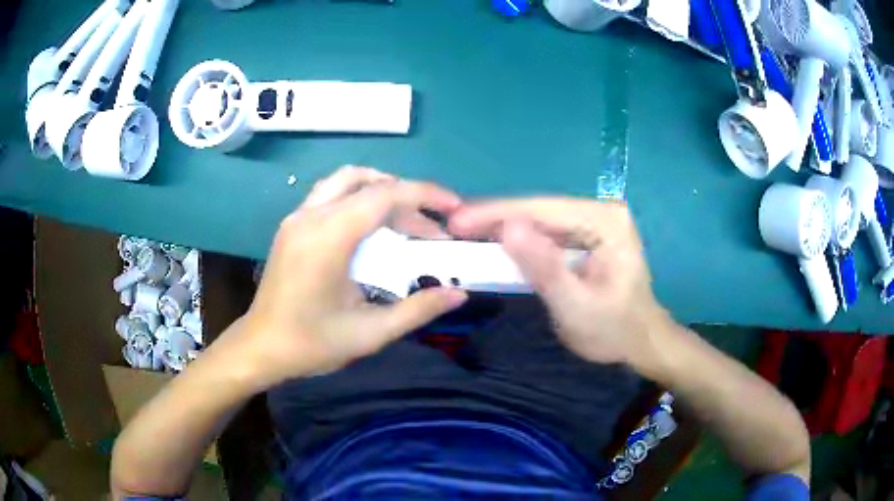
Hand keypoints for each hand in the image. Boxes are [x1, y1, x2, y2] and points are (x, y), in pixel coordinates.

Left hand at [219, 166, 467, 389]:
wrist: (261, 347)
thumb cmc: (311, 343)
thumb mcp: (370, 333)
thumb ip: (417, 310)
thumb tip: (459, 294)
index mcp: (328, 238)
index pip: (384, 195)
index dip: (425, 195)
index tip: (454, 207)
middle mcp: (310, 216)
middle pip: (367, 180)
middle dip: (406, 196)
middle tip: (429, 227)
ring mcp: (297, 217)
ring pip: (345, 180)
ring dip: (380, 190)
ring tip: (405, 220)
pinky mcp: (292, 224)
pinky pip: (331, 194)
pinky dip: (359, 198)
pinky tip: (372, 229)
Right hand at [449, 198, 673, 368]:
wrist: (639, 341)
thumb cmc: (613, 331)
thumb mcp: (576, 307)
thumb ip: (544, 268)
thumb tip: (507, 228)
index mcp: (606, 221)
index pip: (544, 209)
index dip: (497, 213)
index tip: (457, 221)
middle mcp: (602, 211)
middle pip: (541, 210)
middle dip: (497, 218)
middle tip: (455, 228)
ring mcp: (597, 220)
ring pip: (542, 218)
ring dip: (505, 227)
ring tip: (467, 233)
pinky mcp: (590, 233)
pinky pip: (549, 231)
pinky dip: (522, 239)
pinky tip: (497, 242)